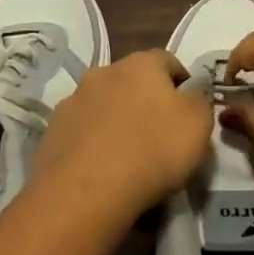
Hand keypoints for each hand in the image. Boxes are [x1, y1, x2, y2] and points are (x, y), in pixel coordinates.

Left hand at [34, 51, 211, 221]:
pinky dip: (92, 142)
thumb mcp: (198, 125)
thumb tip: (192, 91)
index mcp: (142, 63)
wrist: (85, 193)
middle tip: (158, 135)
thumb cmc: (152, 151)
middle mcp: (105, 71)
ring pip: (104, 104)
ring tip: (127, 156)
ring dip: (116, 120)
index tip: (189, 112)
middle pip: (133, 81)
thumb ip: (200, 100)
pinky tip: (101, 169)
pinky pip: (82, 130)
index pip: (169, 61)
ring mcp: (74, 99)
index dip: (182, 83)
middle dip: (145, 101)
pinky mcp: (53, 129)